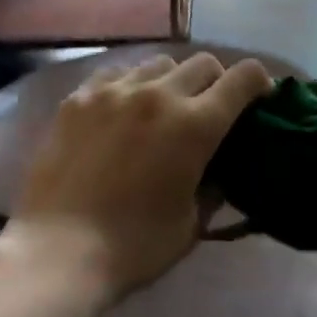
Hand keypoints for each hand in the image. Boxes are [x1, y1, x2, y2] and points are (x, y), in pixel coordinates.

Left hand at [9, 52, 273, 303]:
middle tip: (209, 108)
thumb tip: (220, 168)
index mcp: (195, 125)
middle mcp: (159, 94)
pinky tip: (122, 109)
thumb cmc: (134, 246)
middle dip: (217, 81)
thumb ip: (213, 186)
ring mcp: (115, 91)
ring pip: (159, 63)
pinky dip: (130, 85)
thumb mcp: (191, 222)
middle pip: (203, 63)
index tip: (258, 98)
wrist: (57, 253)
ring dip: (172, 81)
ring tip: (161, 107)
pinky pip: (116, 73)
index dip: (258, 82)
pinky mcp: (79, 98)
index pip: (243, 77)